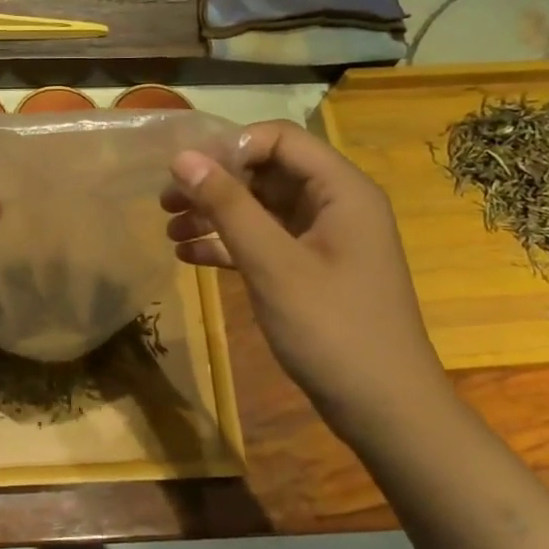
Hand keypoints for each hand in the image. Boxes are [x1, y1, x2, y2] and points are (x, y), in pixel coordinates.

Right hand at [162, 121, 449, 440]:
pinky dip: (228, 244)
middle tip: (165, 201)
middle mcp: (335, 205)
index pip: (279, 139)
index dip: (229, 147)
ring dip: (215, 214)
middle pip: (266, 172)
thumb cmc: (332, 329)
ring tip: (169, 228)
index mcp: (341, 190)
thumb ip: (228, 207)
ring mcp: (323, 240)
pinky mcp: (310, 270)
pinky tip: (189, 255)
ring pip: (260, 208)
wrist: (383, 408)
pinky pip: (264, 242)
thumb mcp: (273, 264)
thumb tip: (182, 158)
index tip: (183, 172)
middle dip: (215, 183)